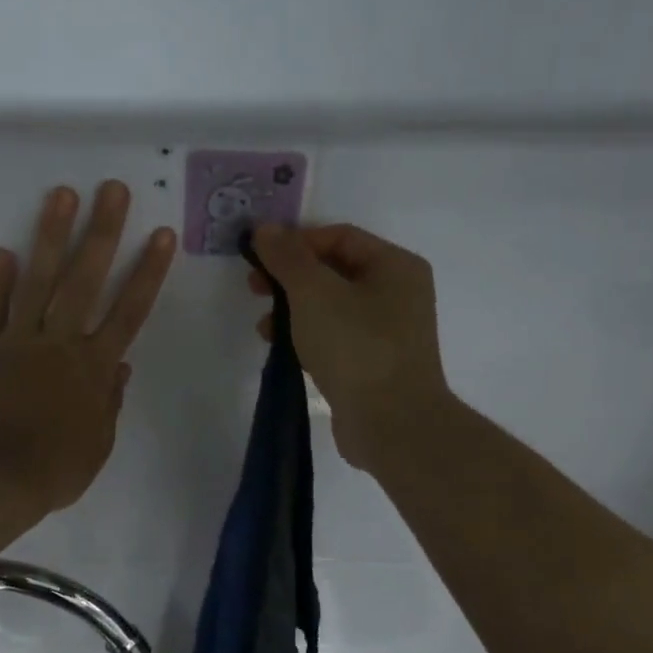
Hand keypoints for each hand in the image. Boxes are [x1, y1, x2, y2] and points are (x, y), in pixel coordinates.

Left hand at [0, 182, 175, 516]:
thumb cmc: (54, 471)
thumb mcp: (97, 444)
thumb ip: (109, 401)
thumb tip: (121, 367)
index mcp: (94, 368)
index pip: (129, 312)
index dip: (147, 272)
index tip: (160, 235)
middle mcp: (60, 344)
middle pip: (86, 280)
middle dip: (102, 232)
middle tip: (112, 189)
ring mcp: (19, 342)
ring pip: (38, 281)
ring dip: (51, 237)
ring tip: (62, 195)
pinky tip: (3, 250)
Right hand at [249, 223, 450, 472]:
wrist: (391, 424)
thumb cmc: (356, 347)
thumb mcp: (314, 293)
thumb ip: (287, 257)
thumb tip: (265, 229)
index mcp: (395, 266)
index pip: (339, 237)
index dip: (296, 242)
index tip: (258, 258)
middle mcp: (398, 293)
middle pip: (334, 270)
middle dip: (290, 278)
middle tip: (254, 287)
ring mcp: (388, 331)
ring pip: (330, 306)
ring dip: (292, 309)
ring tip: (264, 326)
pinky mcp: (373, 363)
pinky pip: (335, 336)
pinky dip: (307, 336)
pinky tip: (282, 348)